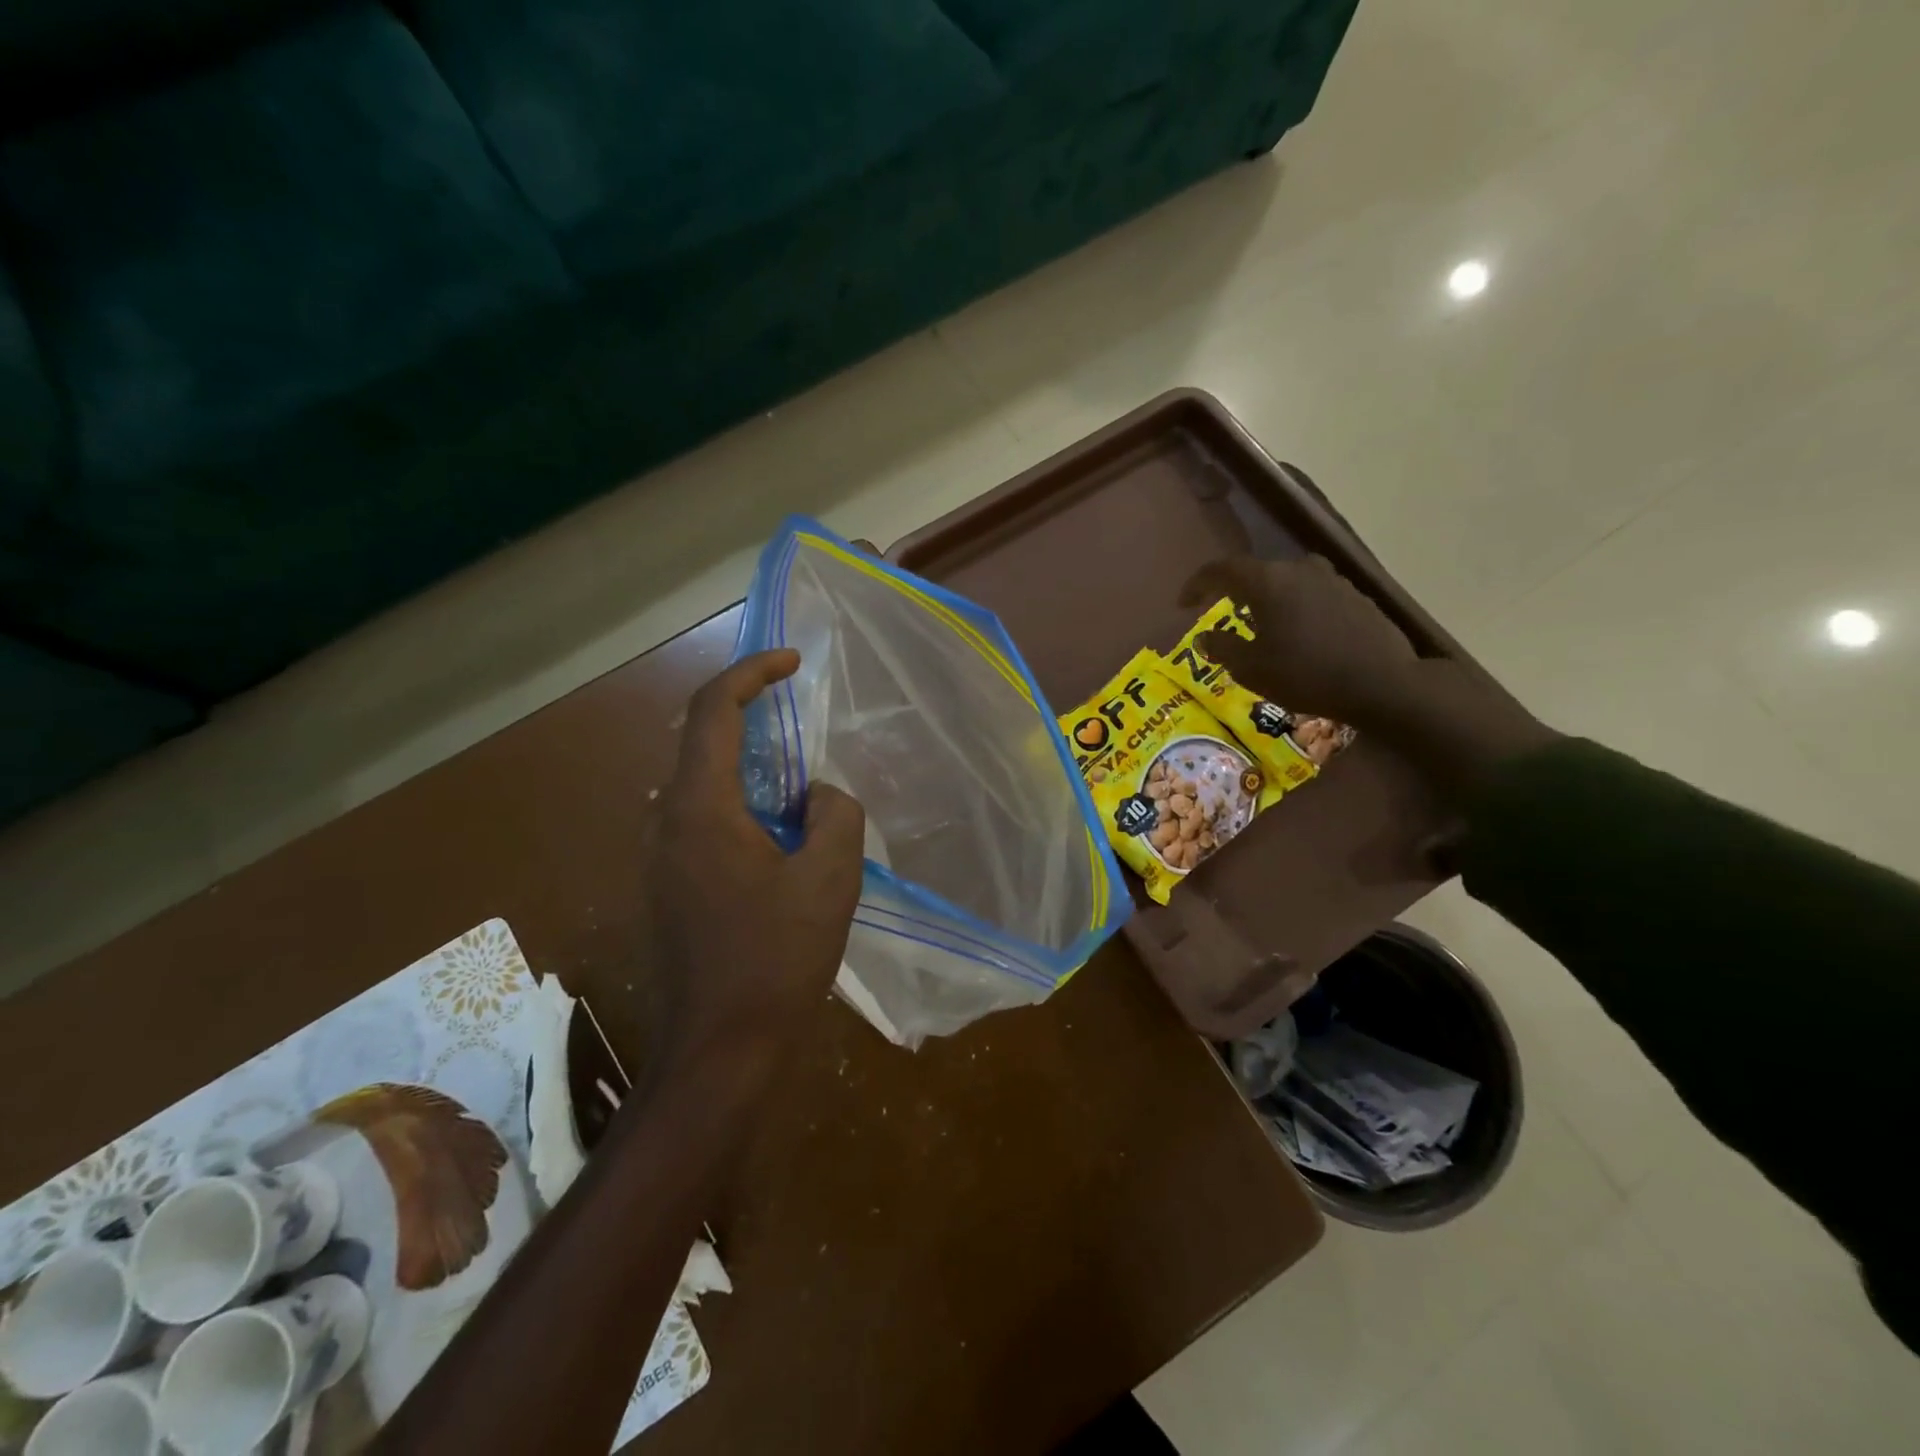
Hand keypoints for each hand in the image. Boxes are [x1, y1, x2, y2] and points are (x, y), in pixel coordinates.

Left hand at [647, 650, 865, 1072]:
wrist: (720, 1050)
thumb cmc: (776, 959)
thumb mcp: (830, 878)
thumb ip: (834, 813)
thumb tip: (816, 795)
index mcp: (699, 807)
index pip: (712, 710)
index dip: (751, 672)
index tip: (792, 661)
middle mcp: (665, 821)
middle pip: (700, 741)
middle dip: (750, 718)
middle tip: (801, 720)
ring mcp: (658, 857)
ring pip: (701, 784)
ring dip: (748, 767)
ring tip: (799, 784)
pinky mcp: (666, 886)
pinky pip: (701, 820)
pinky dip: (739, 805)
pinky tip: (779, 836)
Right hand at [1180, 554, 1418, 725]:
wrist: (1383, 683)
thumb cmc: (1305, 674)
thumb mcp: (1251, 669)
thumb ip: (1222, 648)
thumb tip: (1203, 637)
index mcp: (1268, 581)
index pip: (1222, 569)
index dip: (1198, 584)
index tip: (1183, 603)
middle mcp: (1299, 569)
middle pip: (1257, 572)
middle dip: (1235, 592)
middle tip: (1223, 613)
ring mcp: (1332, 579)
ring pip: (1288, 582)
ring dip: (1269, 599)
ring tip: (1262, 625)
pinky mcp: (1356, 596)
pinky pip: (1313, 594)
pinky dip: (1297, 608)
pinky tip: (1299, 634)